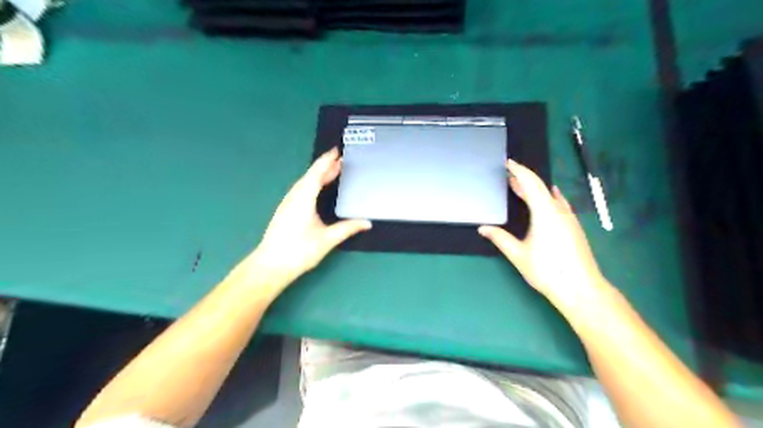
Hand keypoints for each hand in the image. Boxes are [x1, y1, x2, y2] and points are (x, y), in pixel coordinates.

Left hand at [243, 146, 371, 287]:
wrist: (270, 265)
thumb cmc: (299, 251)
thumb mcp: (327, 239)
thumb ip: (348, 228)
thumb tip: (367, 223)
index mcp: (303, 198)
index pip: (316, 173)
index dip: (327, 161)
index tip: (336, 151)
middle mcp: (294, 197)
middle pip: (310, 176)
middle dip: (325, 167)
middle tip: (340, 161)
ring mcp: (287, 203)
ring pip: (304, 183)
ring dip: (318, 176)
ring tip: (332, 173)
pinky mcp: (285, 211)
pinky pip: (300, 190)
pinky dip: (311, 184)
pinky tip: (316, 190)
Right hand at [476, 161, 608, 307]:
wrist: (581, 289)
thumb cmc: (547, 270)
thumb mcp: (518, 254)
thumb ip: (500, 238)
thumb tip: (483, 229)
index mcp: (545, 212)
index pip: (531, 183)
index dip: (519, 171)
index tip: (508, 163)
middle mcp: (559, 211)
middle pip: (540, 188)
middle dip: (524, 180)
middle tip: (508, 176)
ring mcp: (569, 219)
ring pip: (550, 196)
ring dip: (534, 190)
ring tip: (519, 188)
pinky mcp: (573, 227)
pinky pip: (558, 204)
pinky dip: (546, 198)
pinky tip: (547, 201)